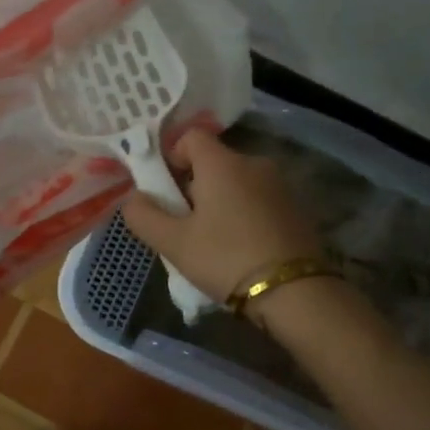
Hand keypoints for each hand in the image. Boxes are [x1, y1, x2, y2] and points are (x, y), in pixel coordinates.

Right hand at [119, 128, 322, 304]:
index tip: (164, 190)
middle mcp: (253, 163)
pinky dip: (243, 213)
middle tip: (183, 224)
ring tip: (211, 241)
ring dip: (219, 202)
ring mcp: (279, 185)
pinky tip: (240, 247)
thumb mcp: (174, 243)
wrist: (294, 292)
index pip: (190, 136)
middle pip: (213, 161)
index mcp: (222, 163)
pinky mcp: (296, 208)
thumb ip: (144, 216)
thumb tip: (133, 199)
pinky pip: (257, 199)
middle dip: (193, 186)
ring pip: (236, 182)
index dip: (171, 156)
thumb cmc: (226, 259)